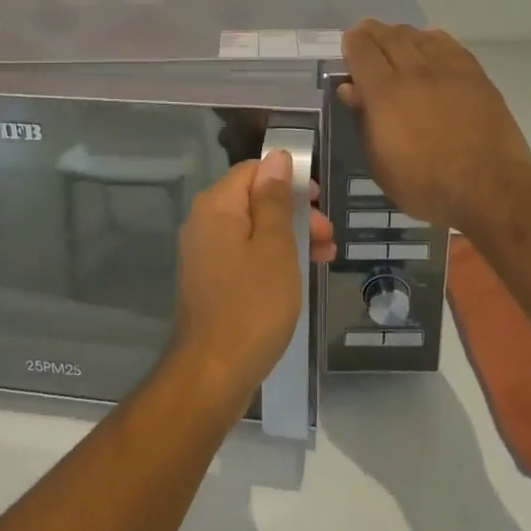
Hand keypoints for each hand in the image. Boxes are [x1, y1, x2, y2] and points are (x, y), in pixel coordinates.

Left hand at [171, 151, 323, 402]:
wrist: (214, 372)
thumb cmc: (252, 304)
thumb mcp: (275, 247)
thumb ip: (275, 199)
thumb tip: (276, 158)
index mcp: (216, 206)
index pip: (253, 171)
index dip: (288, 179)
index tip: (319, 200)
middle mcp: (203, 223)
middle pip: (253, 200)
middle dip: (294, 211)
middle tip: (327, 234)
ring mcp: (204, 254)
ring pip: (252, 229)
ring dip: (289, 236)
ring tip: (325, 256)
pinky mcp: (210, 280)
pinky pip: (244, 254)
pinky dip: (272, 258)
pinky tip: (299, 274)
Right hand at [339, 20, 530, 229]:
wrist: (488, 187)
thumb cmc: (425, 184)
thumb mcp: (380, 162)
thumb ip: (364, 120)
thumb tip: (351, 89)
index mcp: (385, 94)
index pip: (363, 53)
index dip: (353, 43)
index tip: (348, 41)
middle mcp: (414, 72)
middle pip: (390, 38)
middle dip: (374, 32)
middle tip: (366, 32)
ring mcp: (448, 71)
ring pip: (420, 37)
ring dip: (403, 33)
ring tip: (395, 36)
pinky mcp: (475, 76)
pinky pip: (450, 45)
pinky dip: (434, 38)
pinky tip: (430, 40)